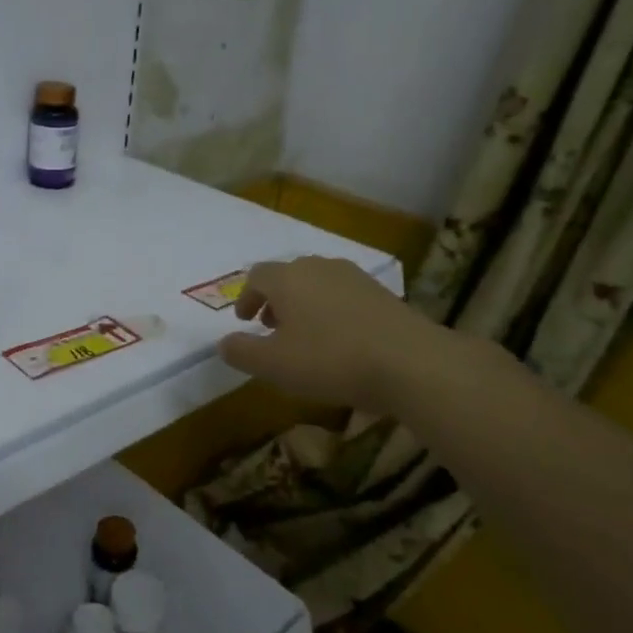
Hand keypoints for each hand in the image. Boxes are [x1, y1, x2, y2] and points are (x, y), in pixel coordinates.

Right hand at [217, 256, 427, 413]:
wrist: (409, 361)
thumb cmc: (330, 360)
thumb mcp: (274, 365)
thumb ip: (242, 352)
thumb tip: (223, 343)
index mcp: (287, 278)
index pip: (256, 276)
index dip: (245, 297)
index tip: (245, 320)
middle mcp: (318, 267)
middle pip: (287, 275)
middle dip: (274, 299)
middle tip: (271, 327)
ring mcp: (353, 276)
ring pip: (316, 283)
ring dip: (303, 304)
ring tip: (305, 334)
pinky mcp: (380, 292)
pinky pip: (343, 294)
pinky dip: (331, 310)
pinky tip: (339, 338)